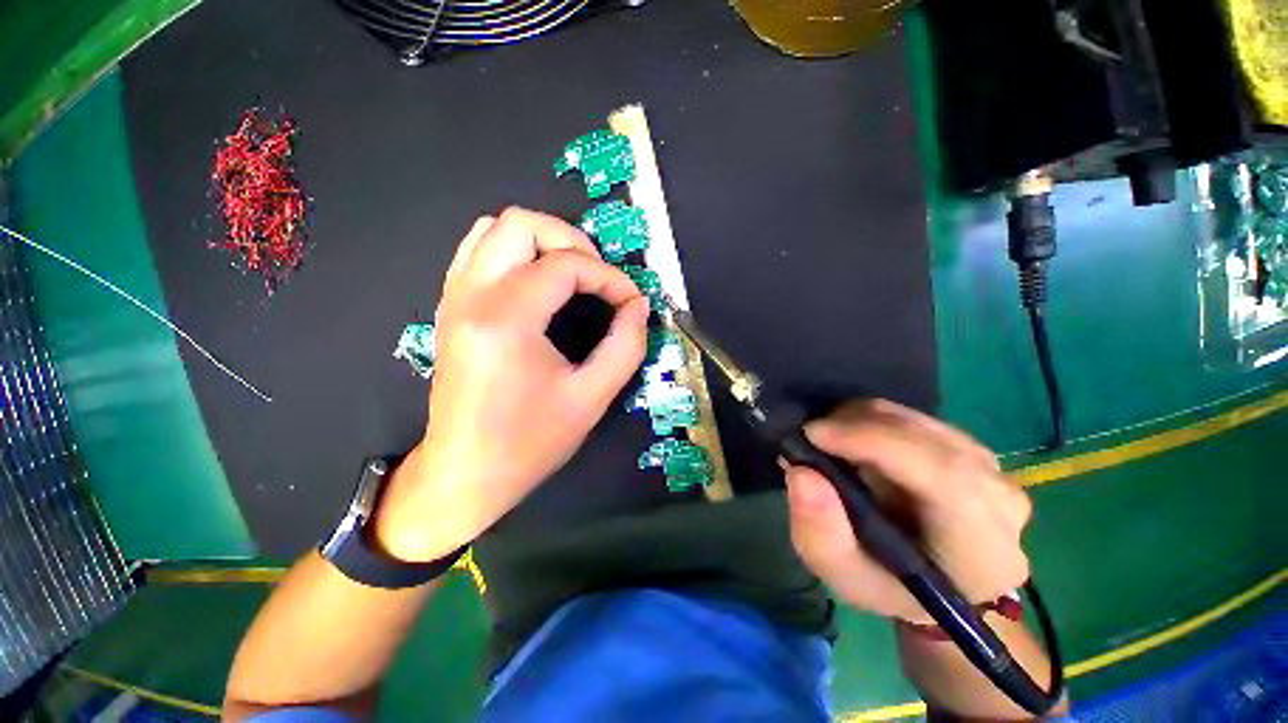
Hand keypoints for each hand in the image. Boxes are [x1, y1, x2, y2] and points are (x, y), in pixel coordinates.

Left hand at [376, 208, 650, 561]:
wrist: (465, 472)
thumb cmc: (529, 442)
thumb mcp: (591, 398)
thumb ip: (625, 345)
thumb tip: (639, 306)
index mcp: (507, 320)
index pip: (566, 266)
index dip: (609, 278)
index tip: (630, 302)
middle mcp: (473, 296)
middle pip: (520, 223)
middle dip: (571, 240)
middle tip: (597, 276)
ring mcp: (454, 298)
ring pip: (492, 229)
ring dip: (540, 241)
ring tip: (571, 274)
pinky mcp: (450, 308)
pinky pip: (478, 252)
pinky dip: (514, 253)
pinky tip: (538, 284)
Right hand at [783, 400, 1031, 623]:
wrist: (935, 581)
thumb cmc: (889, 586)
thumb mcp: (844, 577)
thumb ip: (820, 533)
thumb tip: (801, 472)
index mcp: (982, 549)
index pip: (943, 476)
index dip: (874, 442)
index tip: (813, 433)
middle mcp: (1001, 500)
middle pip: (927, 439)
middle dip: (858, 425)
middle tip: (810, 434)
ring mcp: (993, 469)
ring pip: (918, 421)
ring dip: (863, 420)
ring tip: (828, 439)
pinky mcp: (973, 449)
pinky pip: (917, 419)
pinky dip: (876, 419)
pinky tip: (854, 438)